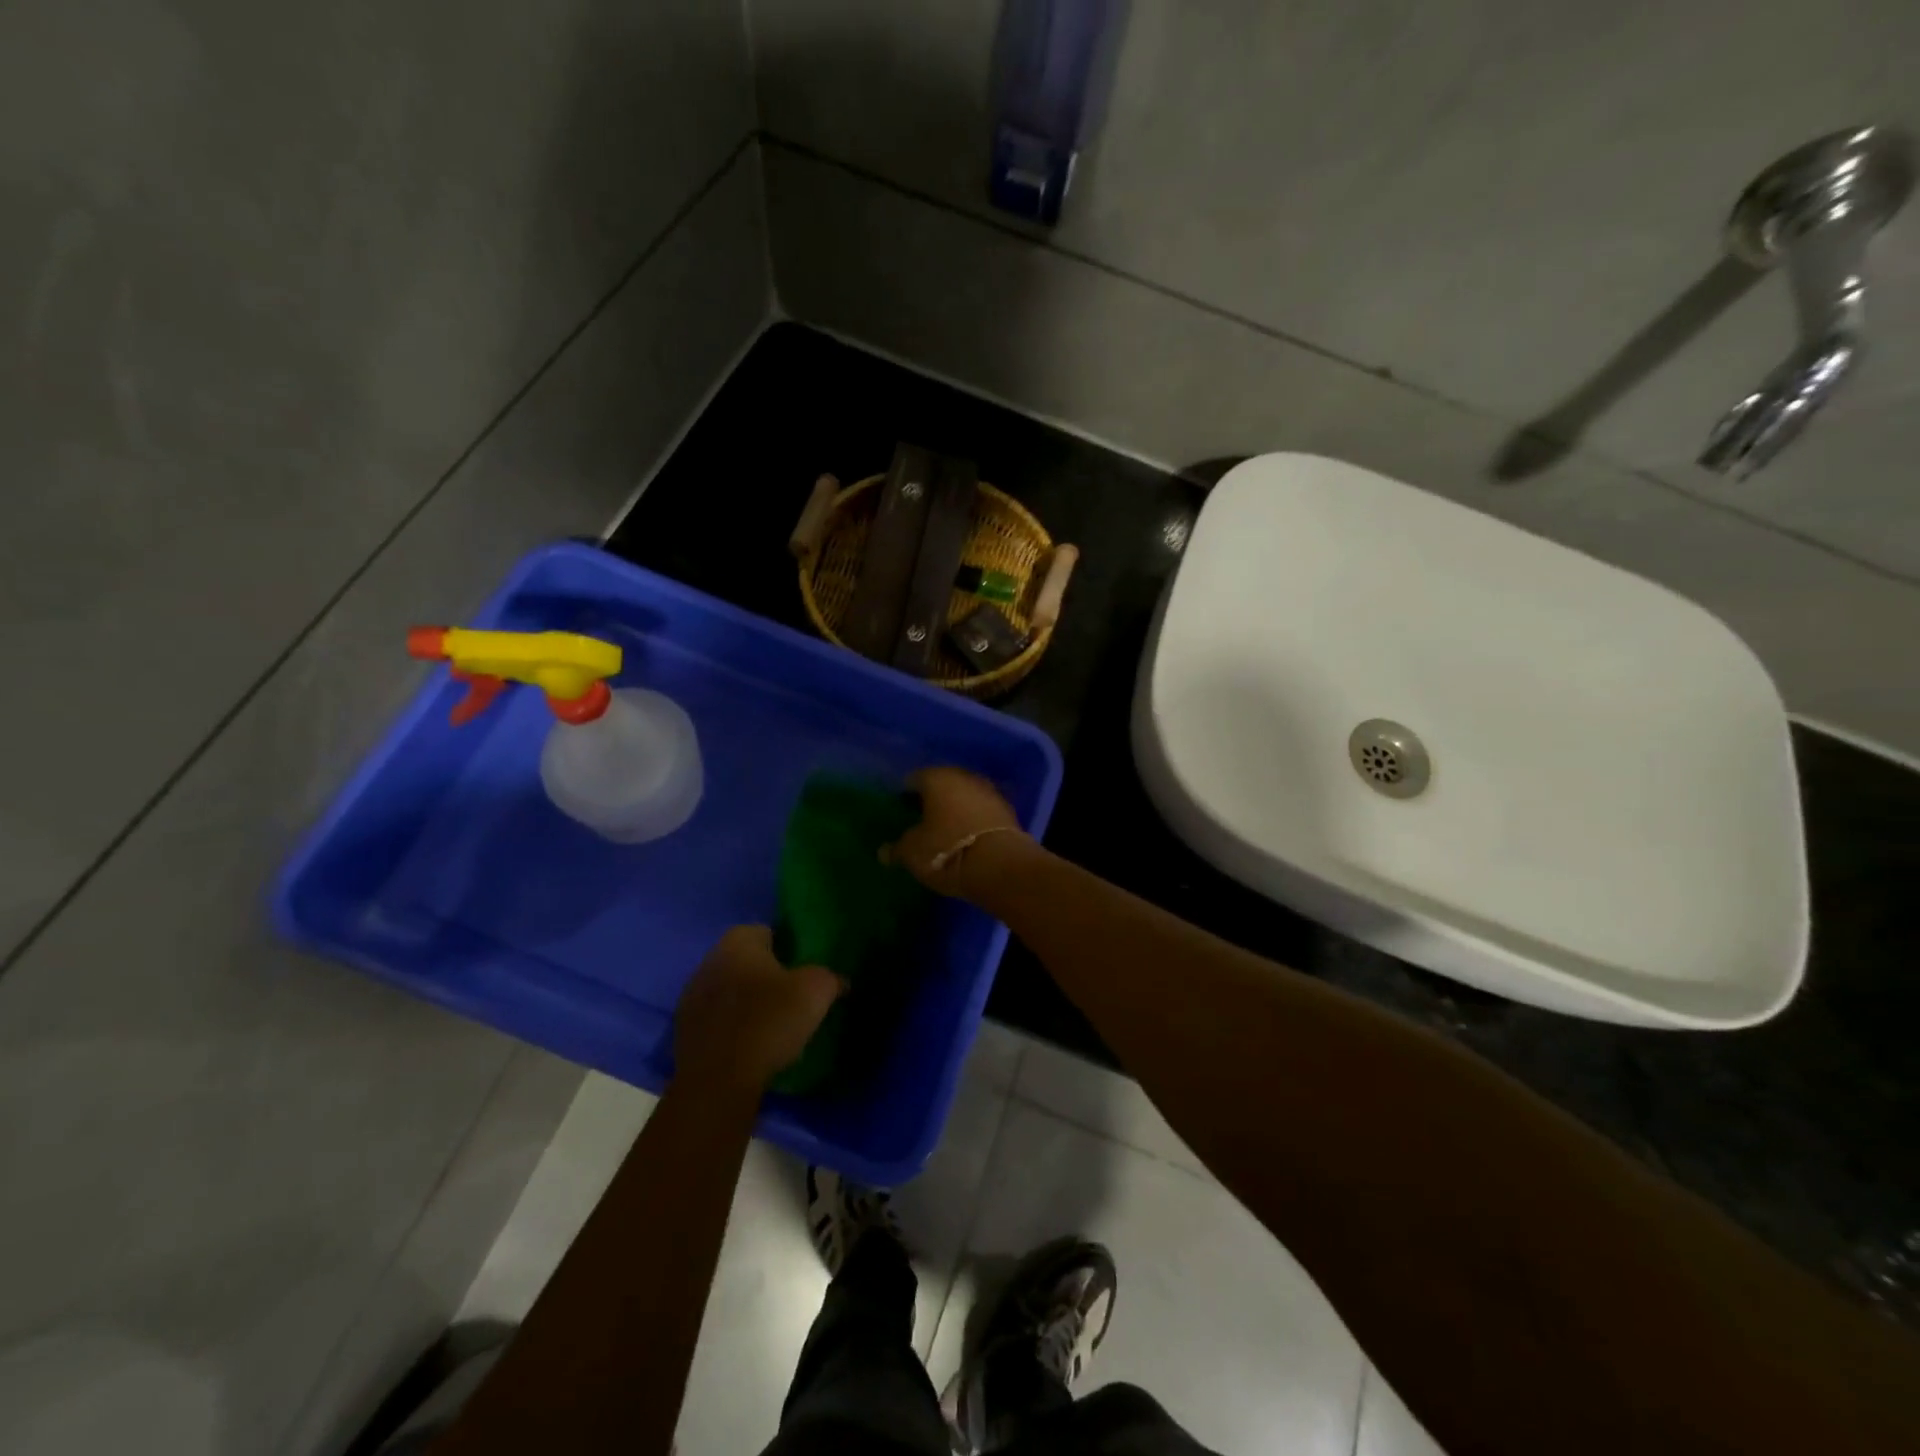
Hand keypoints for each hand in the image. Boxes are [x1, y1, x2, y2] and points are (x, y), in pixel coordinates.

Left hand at [674, 926, 843, 1094]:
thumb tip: (839, 980)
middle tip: (790, 997)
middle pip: (746, 961)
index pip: (768, 932)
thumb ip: (830, 977)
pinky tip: (748, 1046)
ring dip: (746, 1001)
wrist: (719, 1081)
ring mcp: (691, 995)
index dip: (788, 949)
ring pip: (729, 990)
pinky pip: (716, 1019)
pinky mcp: (683, 1030)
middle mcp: (709, 960)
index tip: (803, 972)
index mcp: (738, 941)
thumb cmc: (769, 1021)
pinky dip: (731, 1027)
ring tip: (771, 1026)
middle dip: (765, 975)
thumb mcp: (816, 992)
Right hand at [886, 767, 1029, 898]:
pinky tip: (967, 835)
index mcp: (936, 778)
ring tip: (945, 827)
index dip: (904, 794)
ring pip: (965, 795)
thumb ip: (897, 848)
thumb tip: (884, 851)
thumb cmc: (946, 851)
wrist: (1000, 866)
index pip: (914, 779)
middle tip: (921, 817)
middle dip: (932, 798)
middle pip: (943, 783)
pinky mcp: (1008, 810)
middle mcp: (964, 777)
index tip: (899, 809)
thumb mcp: (913, 853)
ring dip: (956, 807)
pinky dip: (973, 818)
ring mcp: (989, 791)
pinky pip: (982, 810)